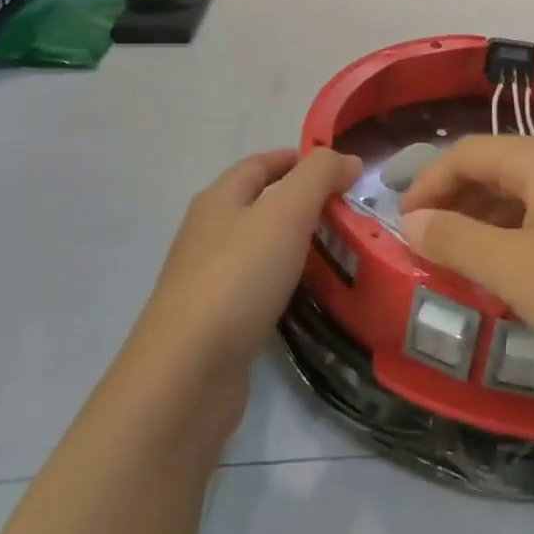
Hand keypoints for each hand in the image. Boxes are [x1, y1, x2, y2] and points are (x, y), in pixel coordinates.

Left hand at [133, 148, 361, 382]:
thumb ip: (318, 178)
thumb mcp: (285, 213)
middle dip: (300, 202)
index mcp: (218, 201)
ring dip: (295, 244)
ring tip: (339, 250)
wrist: (186, 374)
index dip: (294, 159)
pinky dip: (286, 282)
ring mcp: (208, 281)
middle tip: (346, 210)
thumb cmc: (237, 278)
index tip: (334, 167)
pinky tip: (309, 295)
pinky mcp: (216, 323)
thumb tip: (347, 158)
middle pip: (257, 205)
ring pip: (259, 248)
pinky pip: (258, 288)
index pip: (257, 165)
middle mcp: (208, 234)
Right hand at [399, 135, 533, 393]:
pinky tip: (527, 273)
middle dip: (461, 203)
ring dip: (494, 222)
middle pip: (501, 168)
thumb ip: (457, 240)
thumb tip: (414, 220)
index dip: (429, 184)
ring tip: (472, 264)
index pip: (468, 152)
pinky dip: (529, 235)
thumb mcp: (516, 270)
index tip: (405, 226)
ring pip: (533, 194)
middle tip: (433, 247)